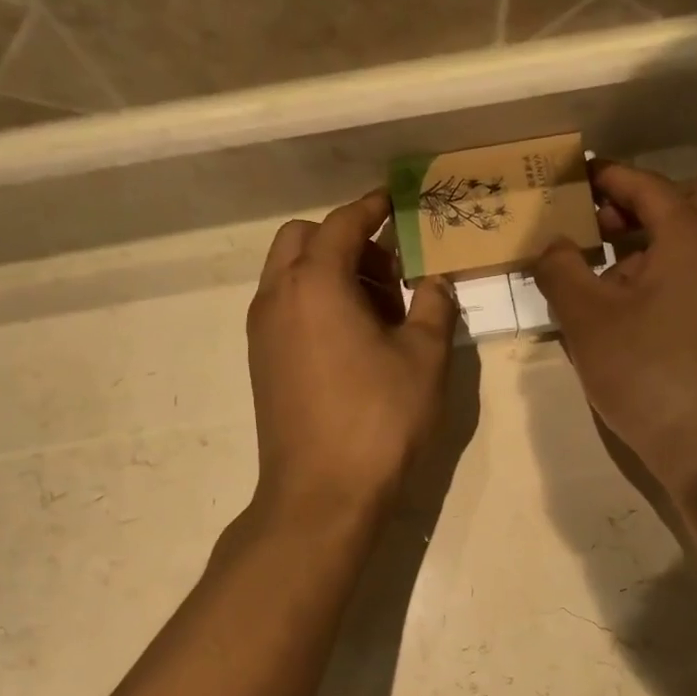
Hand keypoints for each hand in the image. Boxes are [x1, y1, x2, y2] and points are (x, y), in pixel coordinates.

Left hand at [247, 191, 456, 522]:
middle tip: (390, 271)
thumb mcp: (424, 358)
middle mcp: (278, 297)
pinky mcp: (262, 362)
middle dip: (345, 240)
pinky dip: (316, 301)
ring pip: (290, 274)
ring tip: (380, 311)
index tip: (396, 202)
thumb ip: (433, 306)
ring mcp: (263, 332)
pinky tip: (354, 340)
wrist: (322, 493)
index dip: (372, 207)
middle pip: (303, 240)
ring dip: (330, 272)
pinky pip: (286, 307)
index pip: (343, 223)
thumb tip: (434, 281)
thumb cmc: (379, 419)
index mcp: (316, 283)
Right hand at [533, 163, 696, 498]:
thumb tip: (552, 245)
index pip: (646, 186)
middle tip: (598, 225)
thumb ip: (560, 269)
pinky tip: (626, 305)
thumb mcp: (587, 318)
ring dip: (651, 239)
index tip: (574, 177)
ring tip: (601, 270)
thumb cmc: (646, 372)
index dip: (607, 177)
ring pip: (695, 238)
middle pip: (686, 201)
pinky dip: (666, 268)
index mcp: (693, 237)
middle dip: (640, 204)